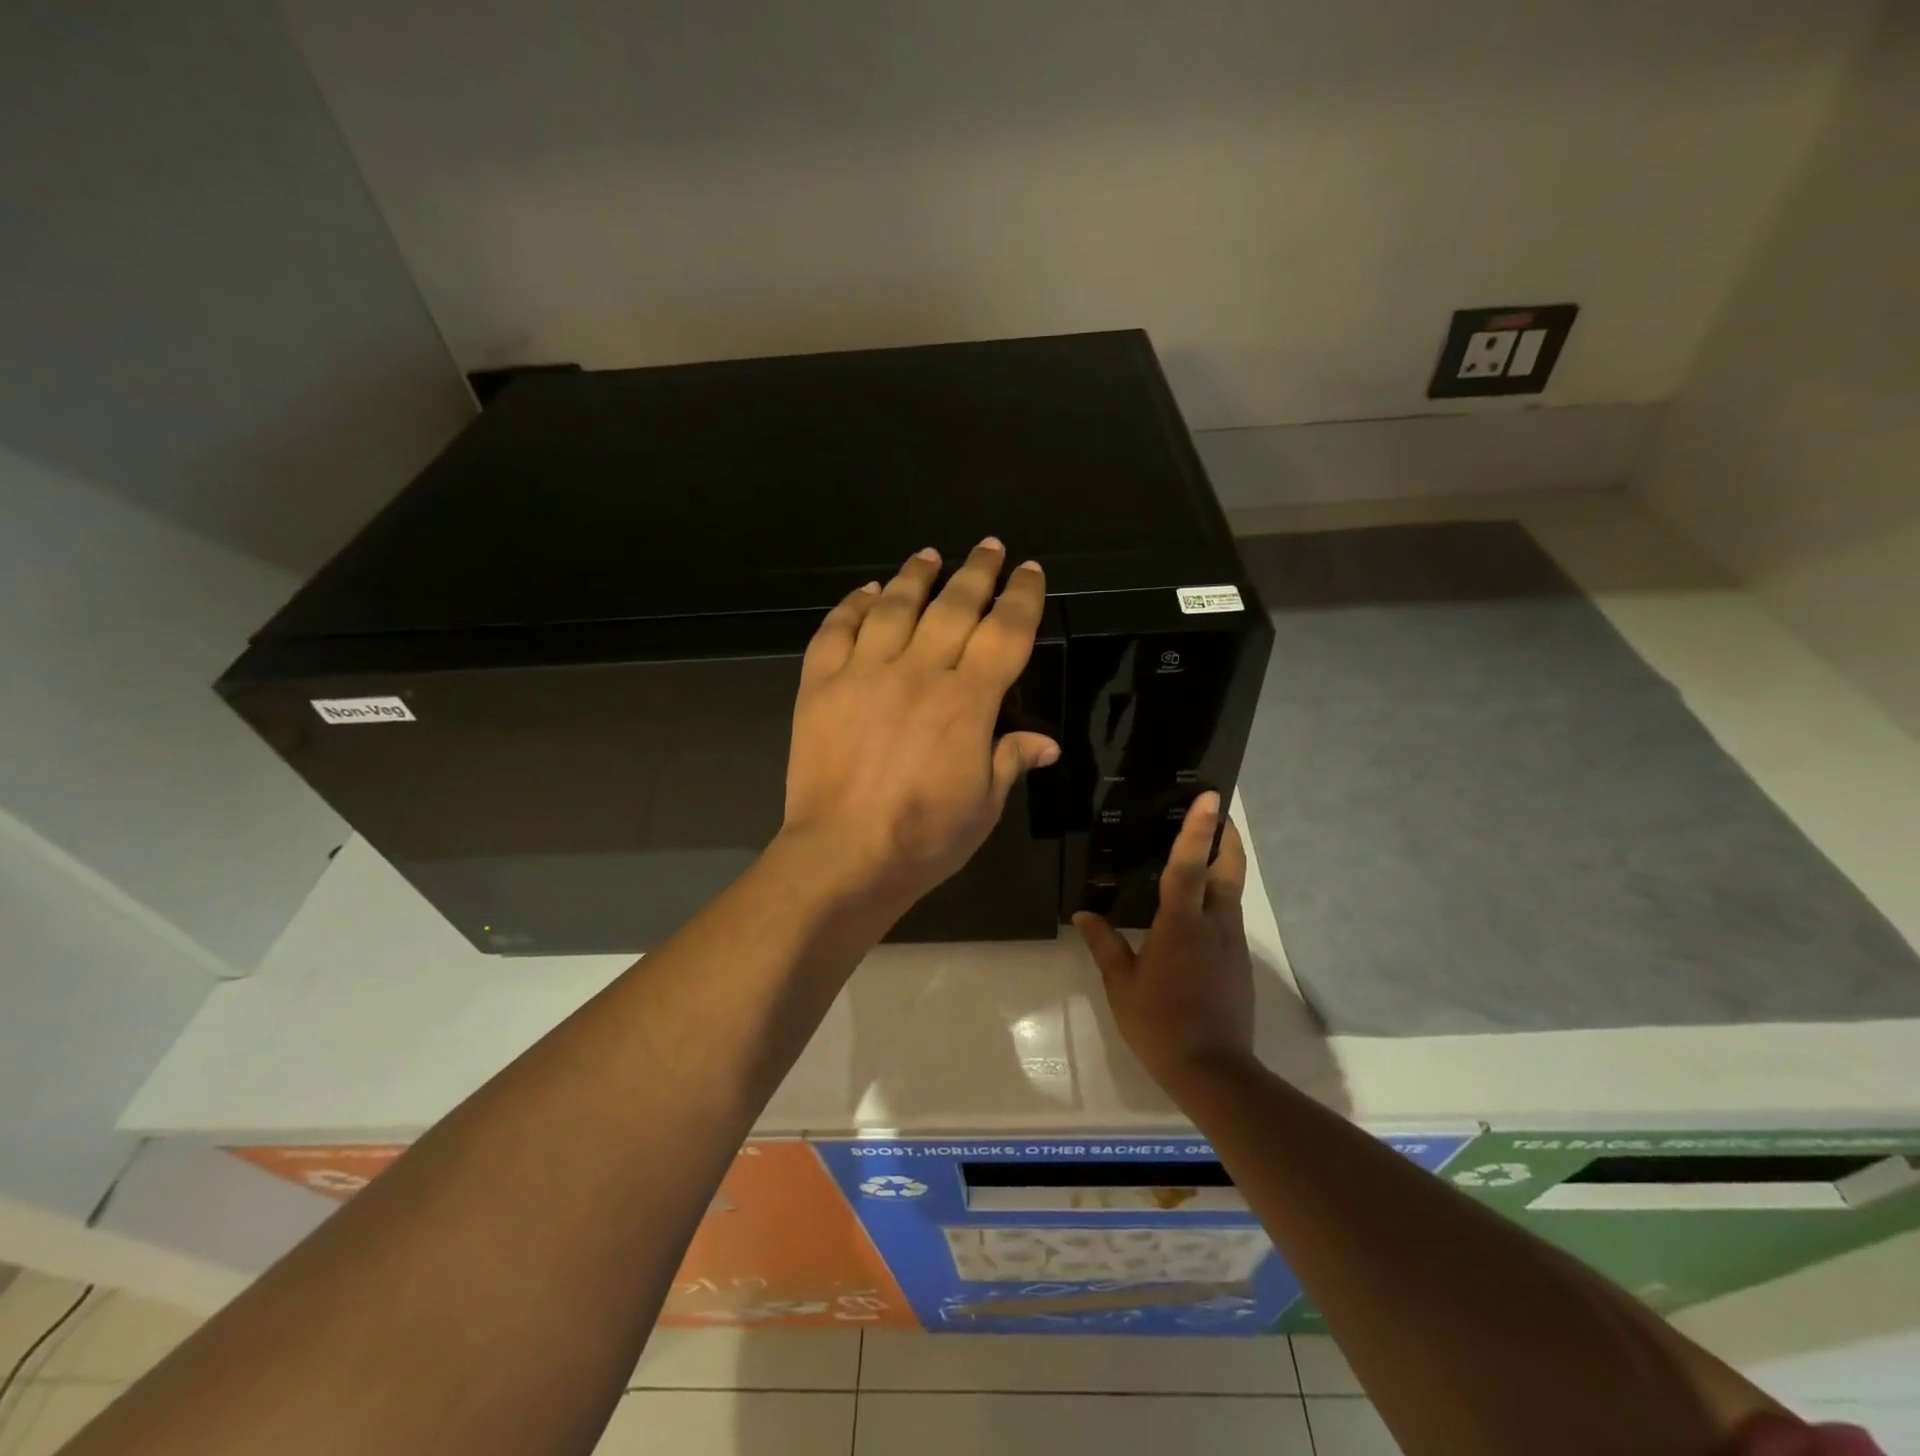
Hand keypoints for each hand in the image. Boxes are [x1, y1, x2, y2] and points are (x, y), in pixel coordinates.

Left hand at [780, 538, 1059, 922]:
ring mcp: (864, 673)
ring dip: (916, 576)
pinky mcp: (821, 685)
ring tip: (929, 557)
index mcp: (967, 701)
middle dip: (977, 571)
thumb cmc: (923, 838)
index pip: (1005, 632)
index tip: (1030, 573)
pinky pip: (836, 630)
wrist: (842, 854)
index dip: (1022, 598)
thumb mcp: (983, 806)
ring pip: (894, 606)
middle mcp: (919, 672)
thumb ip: (1010, 761)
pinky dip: (852, 605)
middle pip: (954, 606)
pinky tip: (866, 593)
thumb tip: (1045, 743)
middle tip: (989, 548)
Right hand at [1074, 793, 1255, 1090]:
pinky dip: (1219, 897)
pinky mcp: (1238, 962)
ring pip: (1232, 892)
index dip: (1198, 829)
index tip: (1209, 798)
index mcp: (1182, 924)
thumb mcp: (1122, 984)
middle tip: (1213, 815)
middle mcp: (1215, 925)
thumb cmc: (1160, 1023)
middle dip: (1225, 838)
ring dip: (1223, 865)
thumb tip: (1084, 913)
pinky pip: (1229, 916)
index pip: (1190, 865)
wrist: (1213, 1070)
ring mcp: (1232, 943)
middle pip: (1229, 870)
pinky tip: (1197, 909)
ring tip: (1200, 854)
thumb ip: (1105, 944)